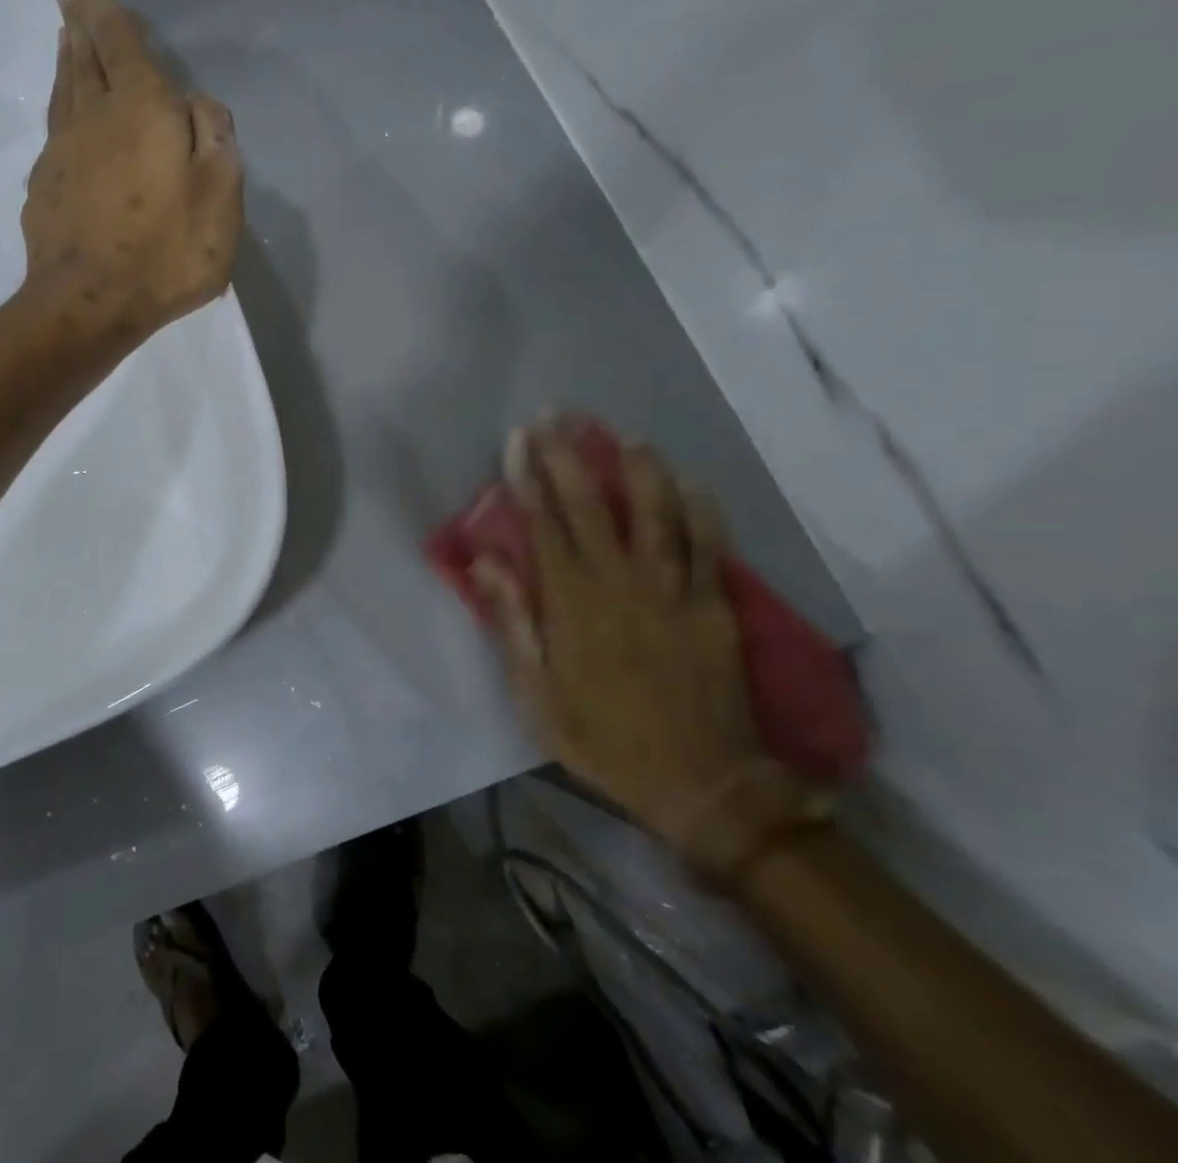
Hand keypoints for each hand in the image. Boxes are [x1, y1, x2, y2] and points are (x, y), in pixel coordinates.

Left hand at [21, 0, 242, 345]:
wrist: (88, 305)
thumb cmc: (165, 254)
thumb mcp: (219, 199)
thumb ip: (215, 141)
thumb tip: (196, 105)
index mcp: (142, 110)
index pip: (121, 44)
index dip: (105, 10)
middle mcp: (95, 118)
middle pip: (84, 59)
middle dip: (80, 23)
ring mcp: (62, 153)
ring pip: (65, 92)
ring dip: (68, 61)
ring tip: (67, 39)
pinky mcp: (44, 188)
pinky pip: (55, 131)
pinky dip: (61, 108)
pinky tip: (65, 114)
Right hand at [473, 418, 819, 884]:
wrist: (700, 782)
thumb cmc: (601, 737)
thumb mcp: (536, 692)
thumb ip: (512, 621)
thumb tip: (485, 561)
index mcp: (572, 602)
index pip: (545, 523)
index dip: (529, 477)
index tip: (520, 440)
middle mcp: (620, 582)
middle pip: (592, 505)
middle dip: (570, 456)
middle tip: (557, 417)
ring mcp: (673, 590)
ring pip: (656, 512)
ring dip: (639, 469)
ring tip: (625, 437)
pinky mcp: (713, 605)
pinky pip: (709, 545)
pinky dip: (701, 510)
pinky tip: (692, 483)